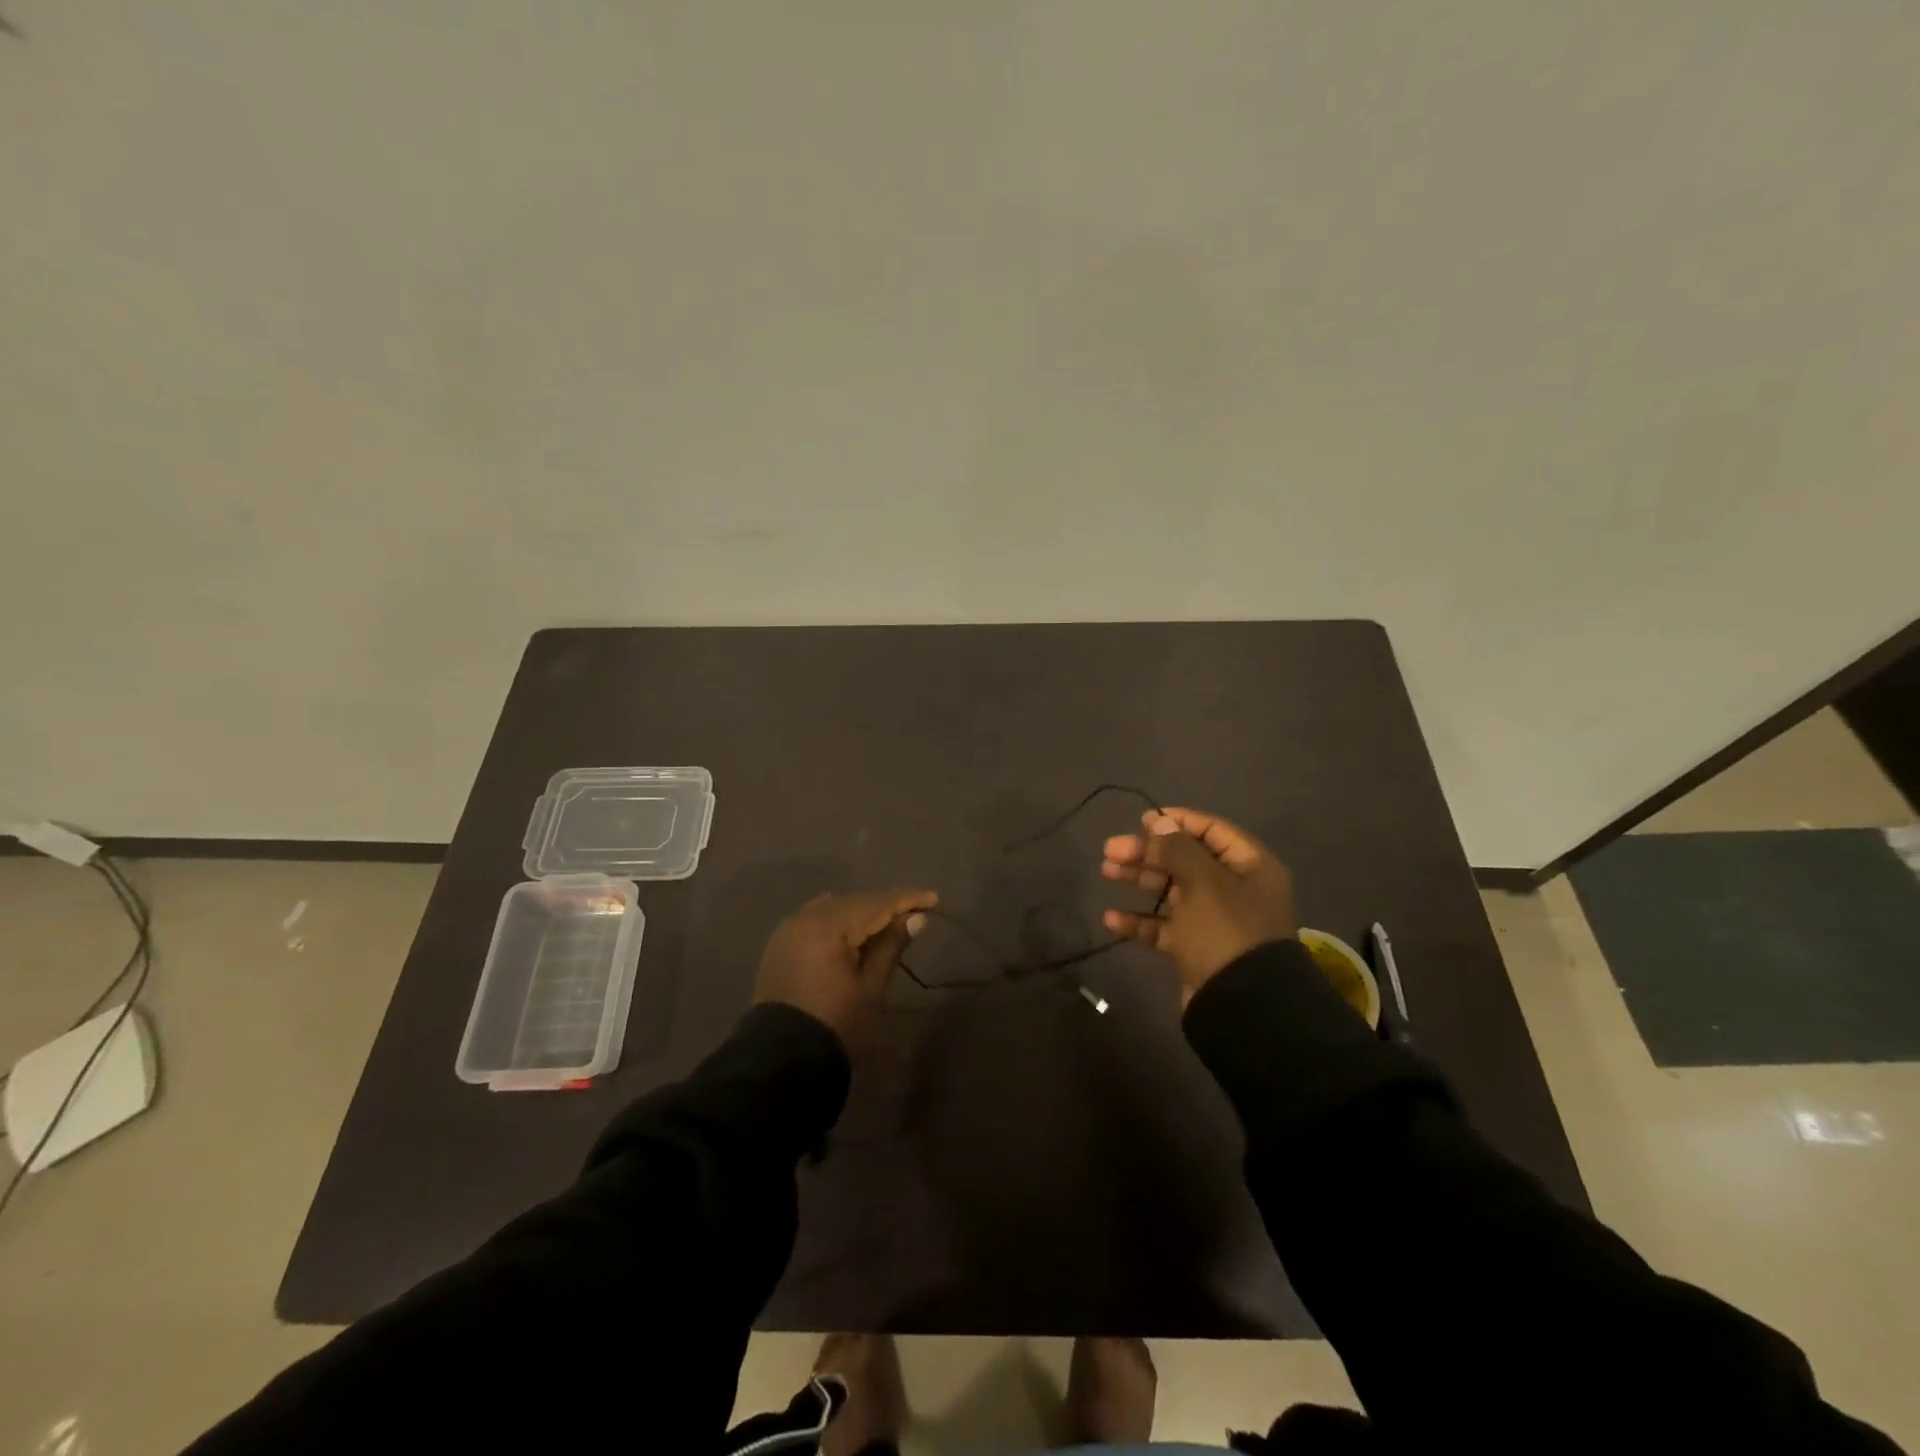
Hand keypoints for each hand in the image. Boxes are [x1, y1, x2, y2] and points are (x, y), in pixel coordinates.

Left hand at [754, 888, 936, 1055]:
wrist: (782, 1060)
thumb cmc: (836, 1024)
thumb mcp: (871, 987)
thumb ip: (891, 946)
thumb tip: (917, 917)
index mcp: (828, 927)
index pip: (876, 904)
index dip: (906, 900)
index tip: (934, 899)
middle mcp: (805, 918)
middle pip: (854, 902)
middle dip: (885, 904)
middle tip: (915, 909)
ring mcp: (788, 930)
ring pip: (833, 907)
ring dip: (861, 910)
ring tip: (887, 920)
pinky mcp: (780, 944)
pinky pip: (815, 918)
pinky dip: (837, 919)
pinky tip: (852, 927)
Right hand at [1101, 808, 1295, 1006]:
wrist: (1243, 1007)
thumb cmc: (1225, 931)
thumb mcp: (1202, 882)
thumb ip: (1178, 849)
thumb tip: (1159, 822)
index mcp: (1249, 866)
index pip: (1211, 830)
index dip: (1176, 821)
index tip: (1141, 821)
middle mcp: (1234, 889)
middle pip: (1185, 859)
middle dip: (1147, 852)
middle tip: (1110, 850)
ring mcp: (1215, 920)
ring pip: (1172, 890)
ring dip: (1140, 879)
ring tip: (1106, 872)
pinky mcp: (1197, 948)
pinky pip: (1165, 927)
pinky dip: (1141, 920)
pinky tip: (1112, 919)